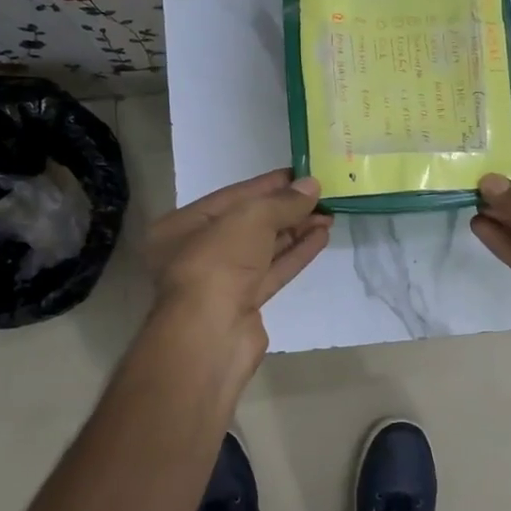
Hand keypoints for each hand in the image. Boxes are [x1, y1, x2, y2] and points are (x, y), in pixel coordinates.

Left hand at [144, 169, 331, 329]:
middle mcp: (196, 252)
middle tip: (322, 196)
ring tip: (328, 215)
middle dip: (286, 210)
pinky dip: (295, 255)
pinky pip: (272, 272)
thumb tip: (312, 186)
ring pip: (263, 249)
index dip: (269, 185)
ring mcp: (221, 281)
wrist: (211, 335)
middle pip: (249, 223)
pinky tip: (320, 238)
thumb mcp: (250, 218)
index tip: (302, 175)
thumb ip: (282, 202)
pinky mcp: (244, 305)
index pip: (232, 197)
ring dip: (296, 231)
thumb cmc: (218, 263)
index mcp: (181, 226)